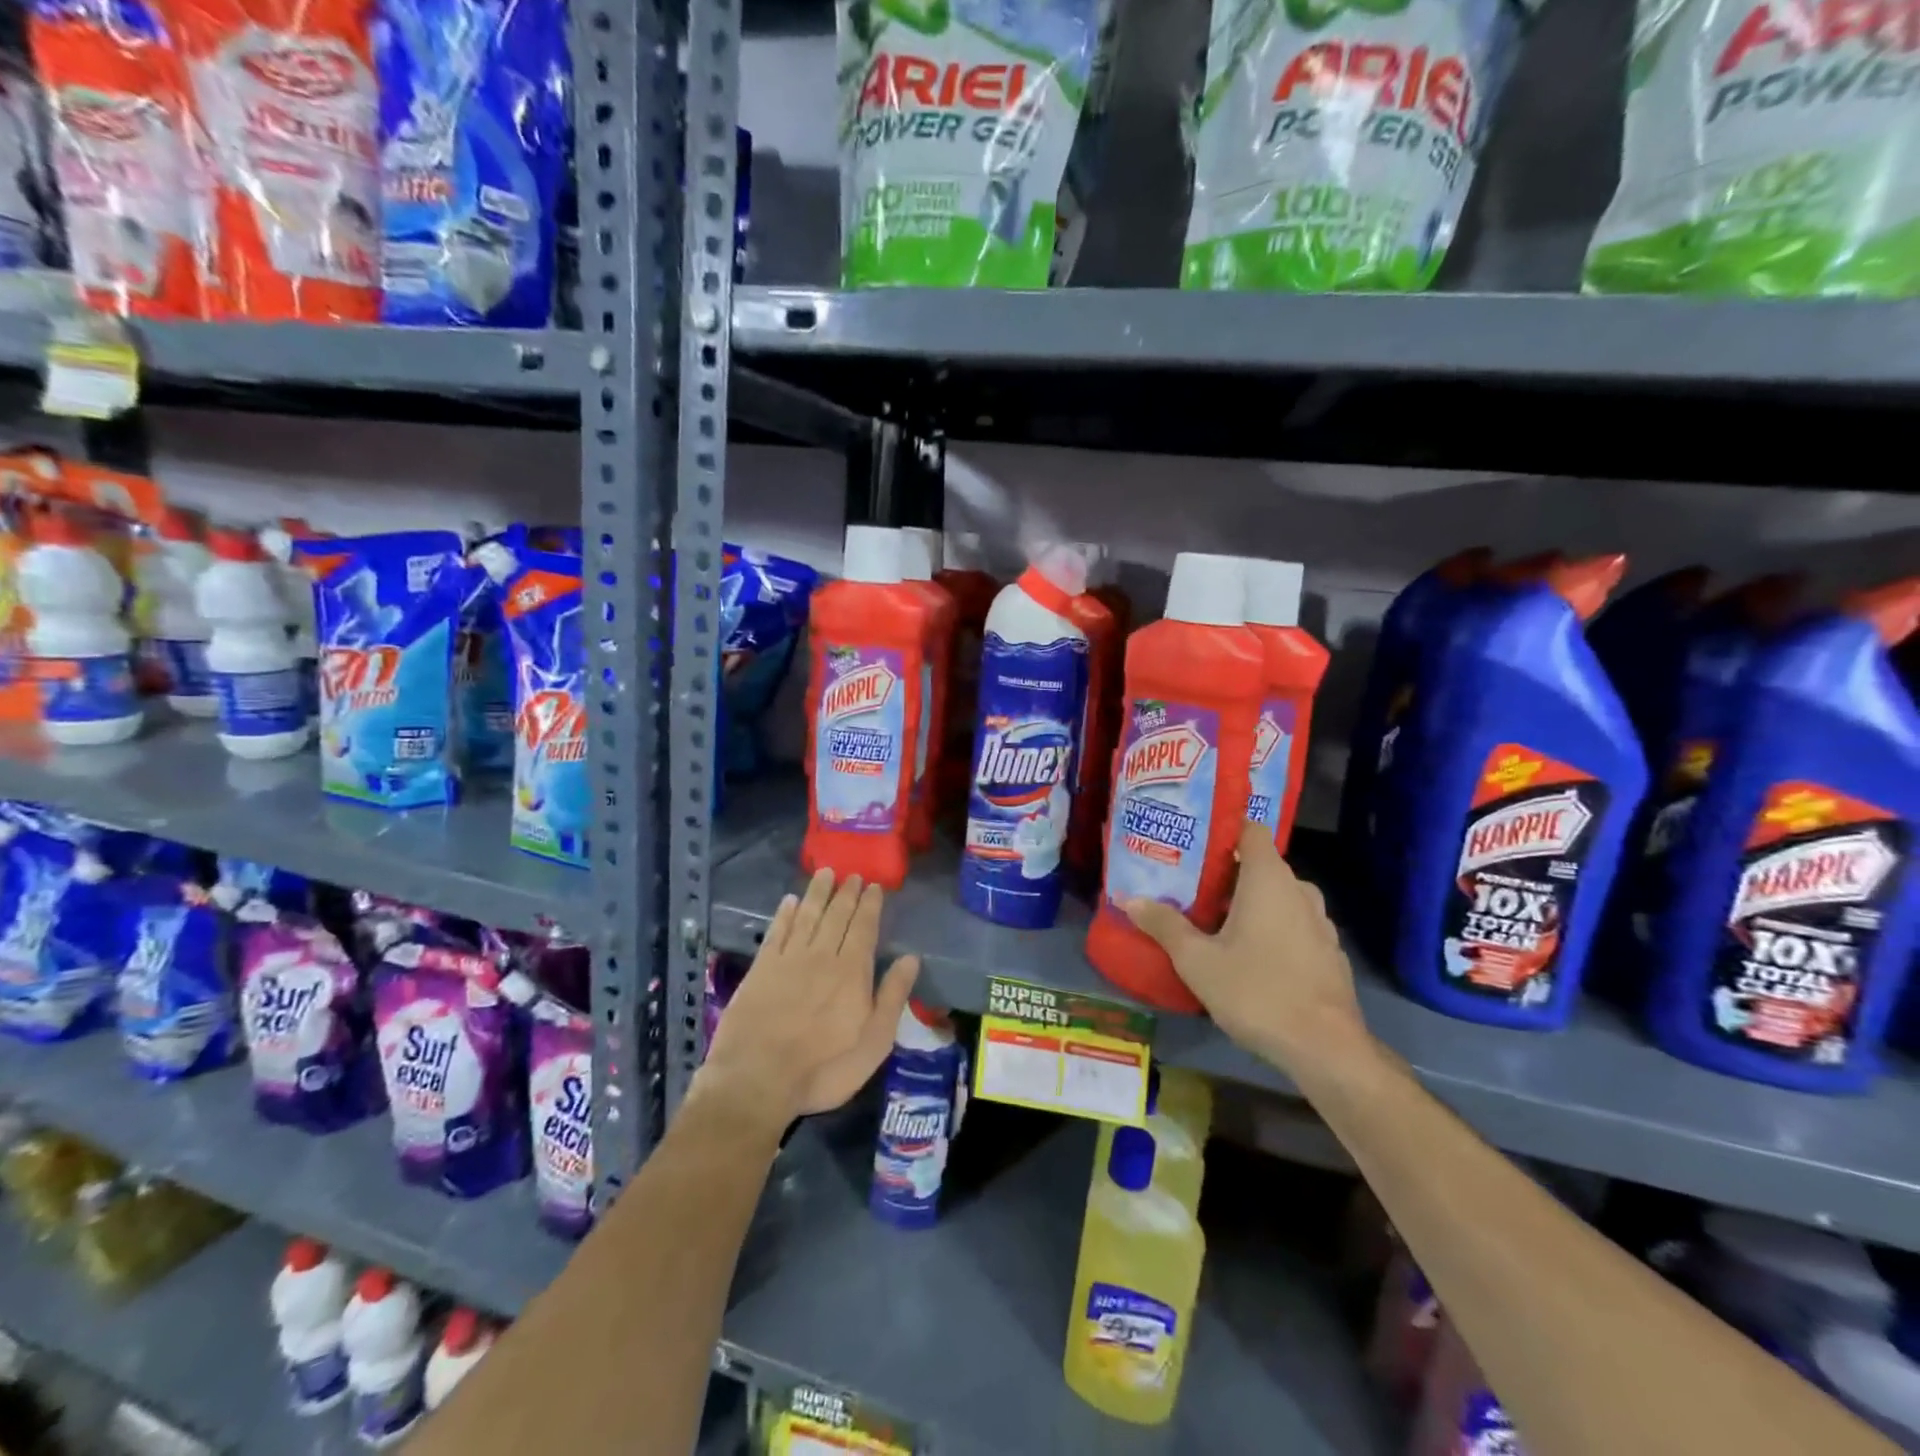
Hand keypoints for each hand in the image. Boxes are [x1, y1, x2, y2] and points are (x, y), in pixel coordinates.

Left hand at [696, 868, 920, 1127]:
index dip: (869, 905)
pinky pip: (776, 932)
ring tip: (825, 873)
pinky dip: (783, 914)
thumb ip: (892, 997)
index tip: (873, 885)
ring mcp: (788, 960)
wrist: (758, 1078)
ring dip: (817, 893)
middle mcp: (822, 956)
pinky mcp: (760, 969)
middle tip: (852, 874)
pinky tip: (788, 901)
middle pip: (836, 916)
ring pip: (806, 916)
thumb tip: (911, 958)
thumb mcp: (874, 1042)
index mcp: (852, 972)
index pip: (864, 928)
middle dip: (846, 893)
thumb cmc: (824, 1067)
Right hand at [1122, 821, 1368, 1078]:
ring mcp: (1320, 923)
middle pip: (1260, 866)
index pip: (1251, 830)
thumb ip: (1164, 925)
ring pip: (1278, 898)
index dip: (1223, 829)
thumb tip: (1129, 899)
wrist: (1326, 1049)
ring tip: (1214, 920)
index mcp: (1269, 879)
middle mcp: (1299, 891)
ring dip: (1250, 903)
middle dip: (1227, 873)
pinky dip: (1271, 928)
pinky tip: (1249, 956)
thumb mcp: (1197, 960)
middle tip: (1190, 886)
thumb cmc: (1257, 991)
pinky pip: (1293, 925)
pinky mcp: (1329, 953)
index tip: (1193, 841)